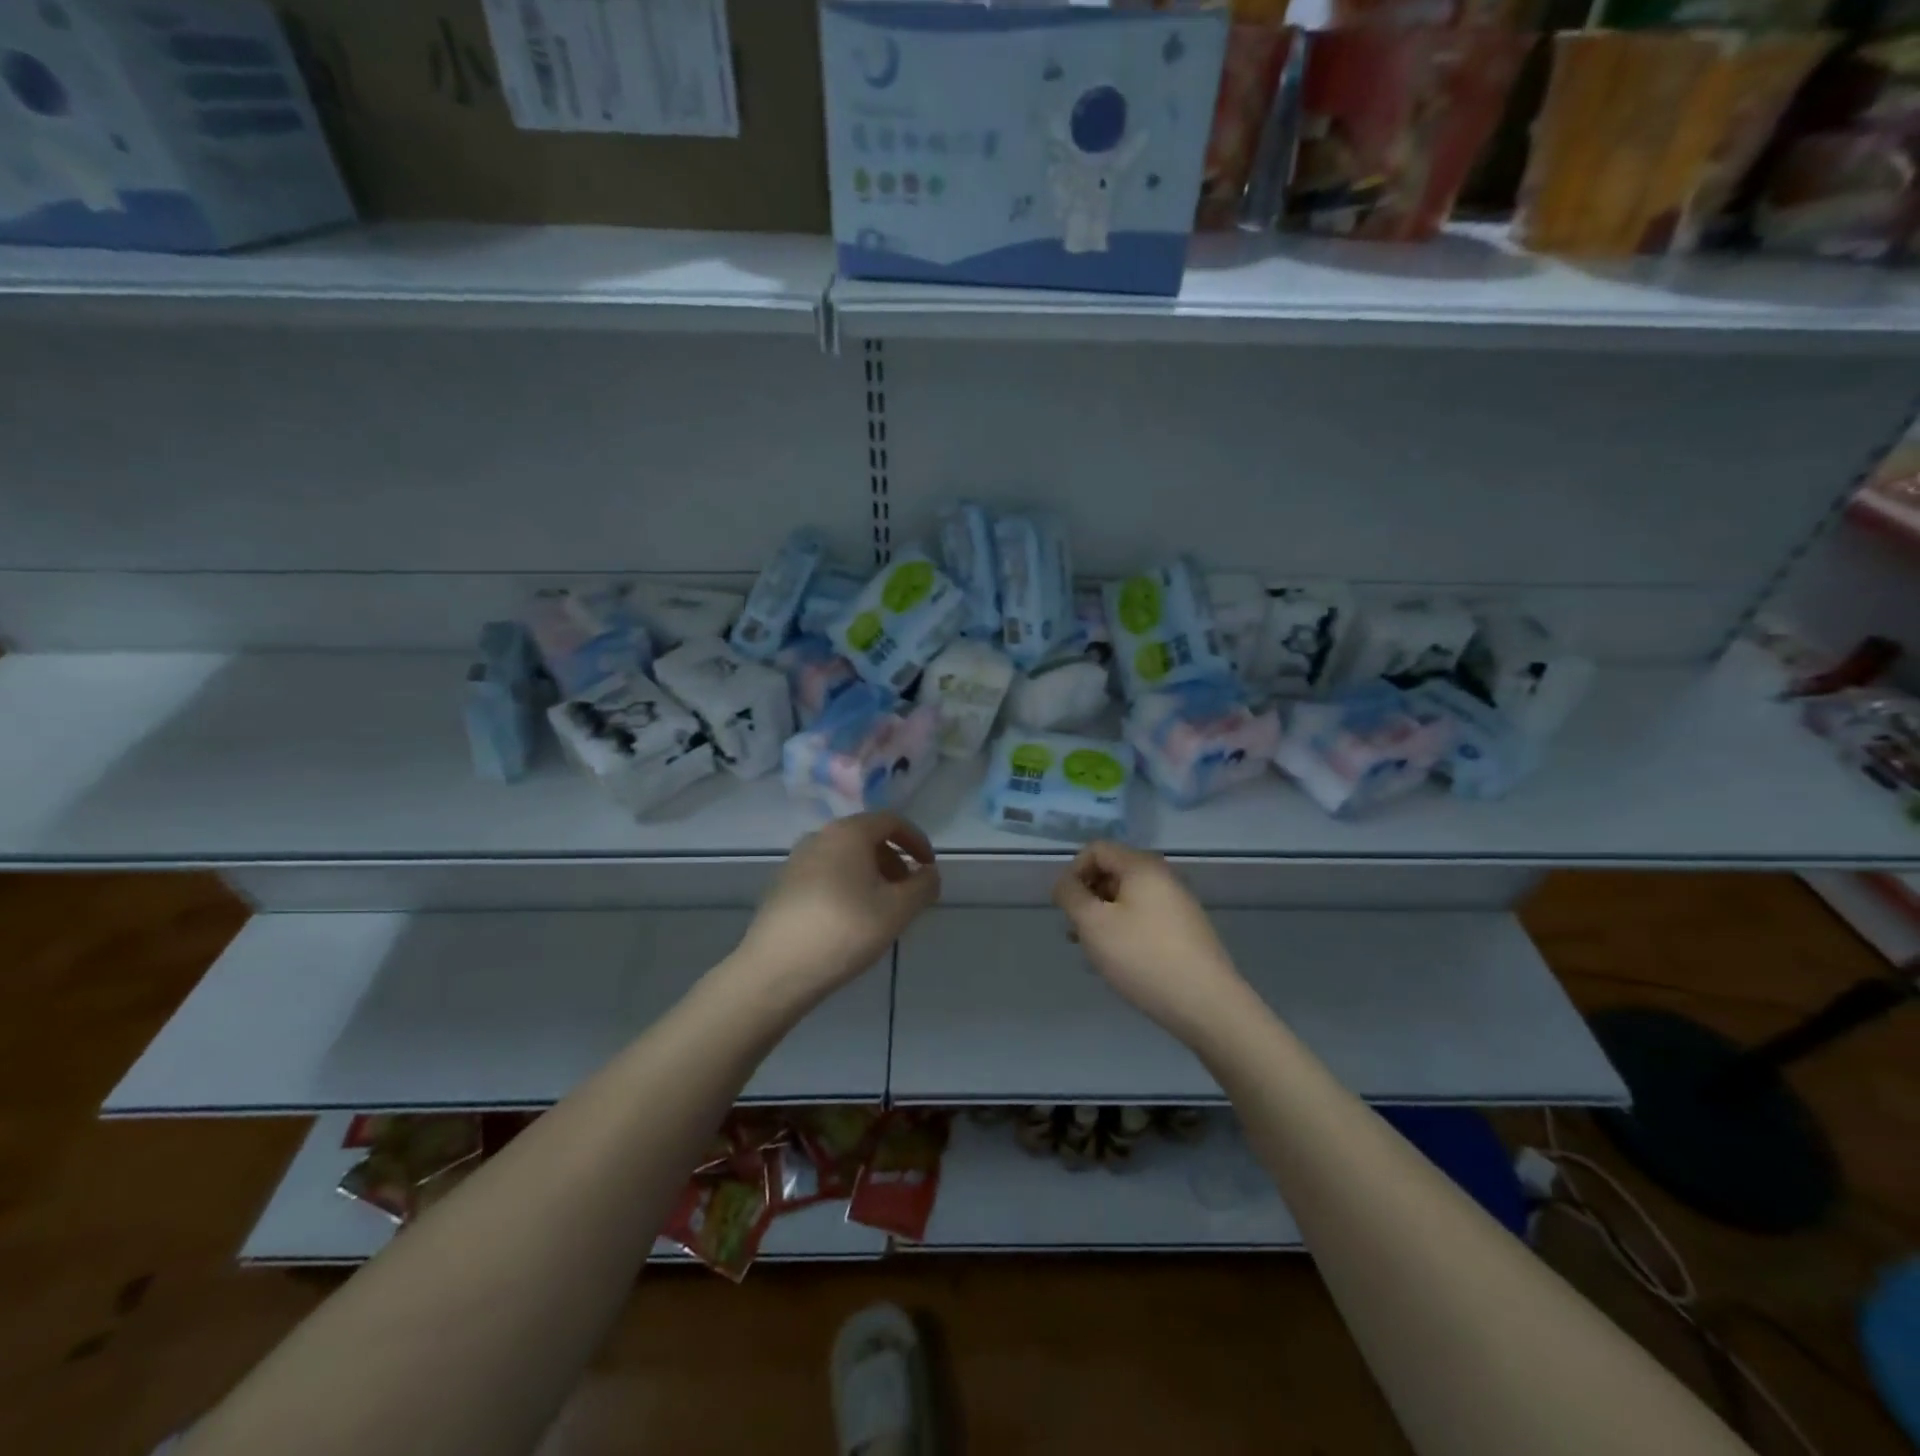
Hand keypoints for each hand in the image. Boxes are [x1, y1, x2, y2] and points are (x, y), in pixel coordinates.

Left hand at [735, 812, 940, 1003]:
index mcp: (848, 832)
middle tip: (908, 893)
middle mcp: (819, 837)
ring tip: (882, 910)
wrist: (775, 970)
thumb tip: (929, 873)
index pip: (891, 821)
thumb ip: (923, 886)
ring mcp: (796, 861)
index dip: (917, 840)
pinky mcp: (782, 886)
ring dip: (871, 875)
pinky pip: (826, 875)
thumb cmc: (844, 931)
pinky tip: (850, 921)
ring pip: (845, 858)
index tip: (930, 868)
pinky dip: (847, 886)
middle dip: (894, 861)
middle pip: (867, 837)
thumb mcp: (897, 910)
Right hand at [1052, 842, 1247, 1038]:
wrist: (1206, 1003)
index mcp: (1142, 866)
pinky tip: (1119, 961)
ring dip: (1103, 917)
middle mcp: (1163, 877)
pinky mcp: (1185, 930)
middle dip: (1087, 896)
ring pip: (1127, 898)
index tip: (1065, 906)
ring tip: (1092, 951)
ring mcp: (1178, 904)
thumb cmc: (1142, 957)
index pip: (1096, 849)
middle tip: (1076, 931)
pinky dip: (1124, 930)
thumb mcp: (1094, 924)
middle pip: (1113, 872)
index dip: (1073, 872)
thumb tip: (1065, 883)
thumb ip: (1071, 895)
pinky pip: (1144, 917)